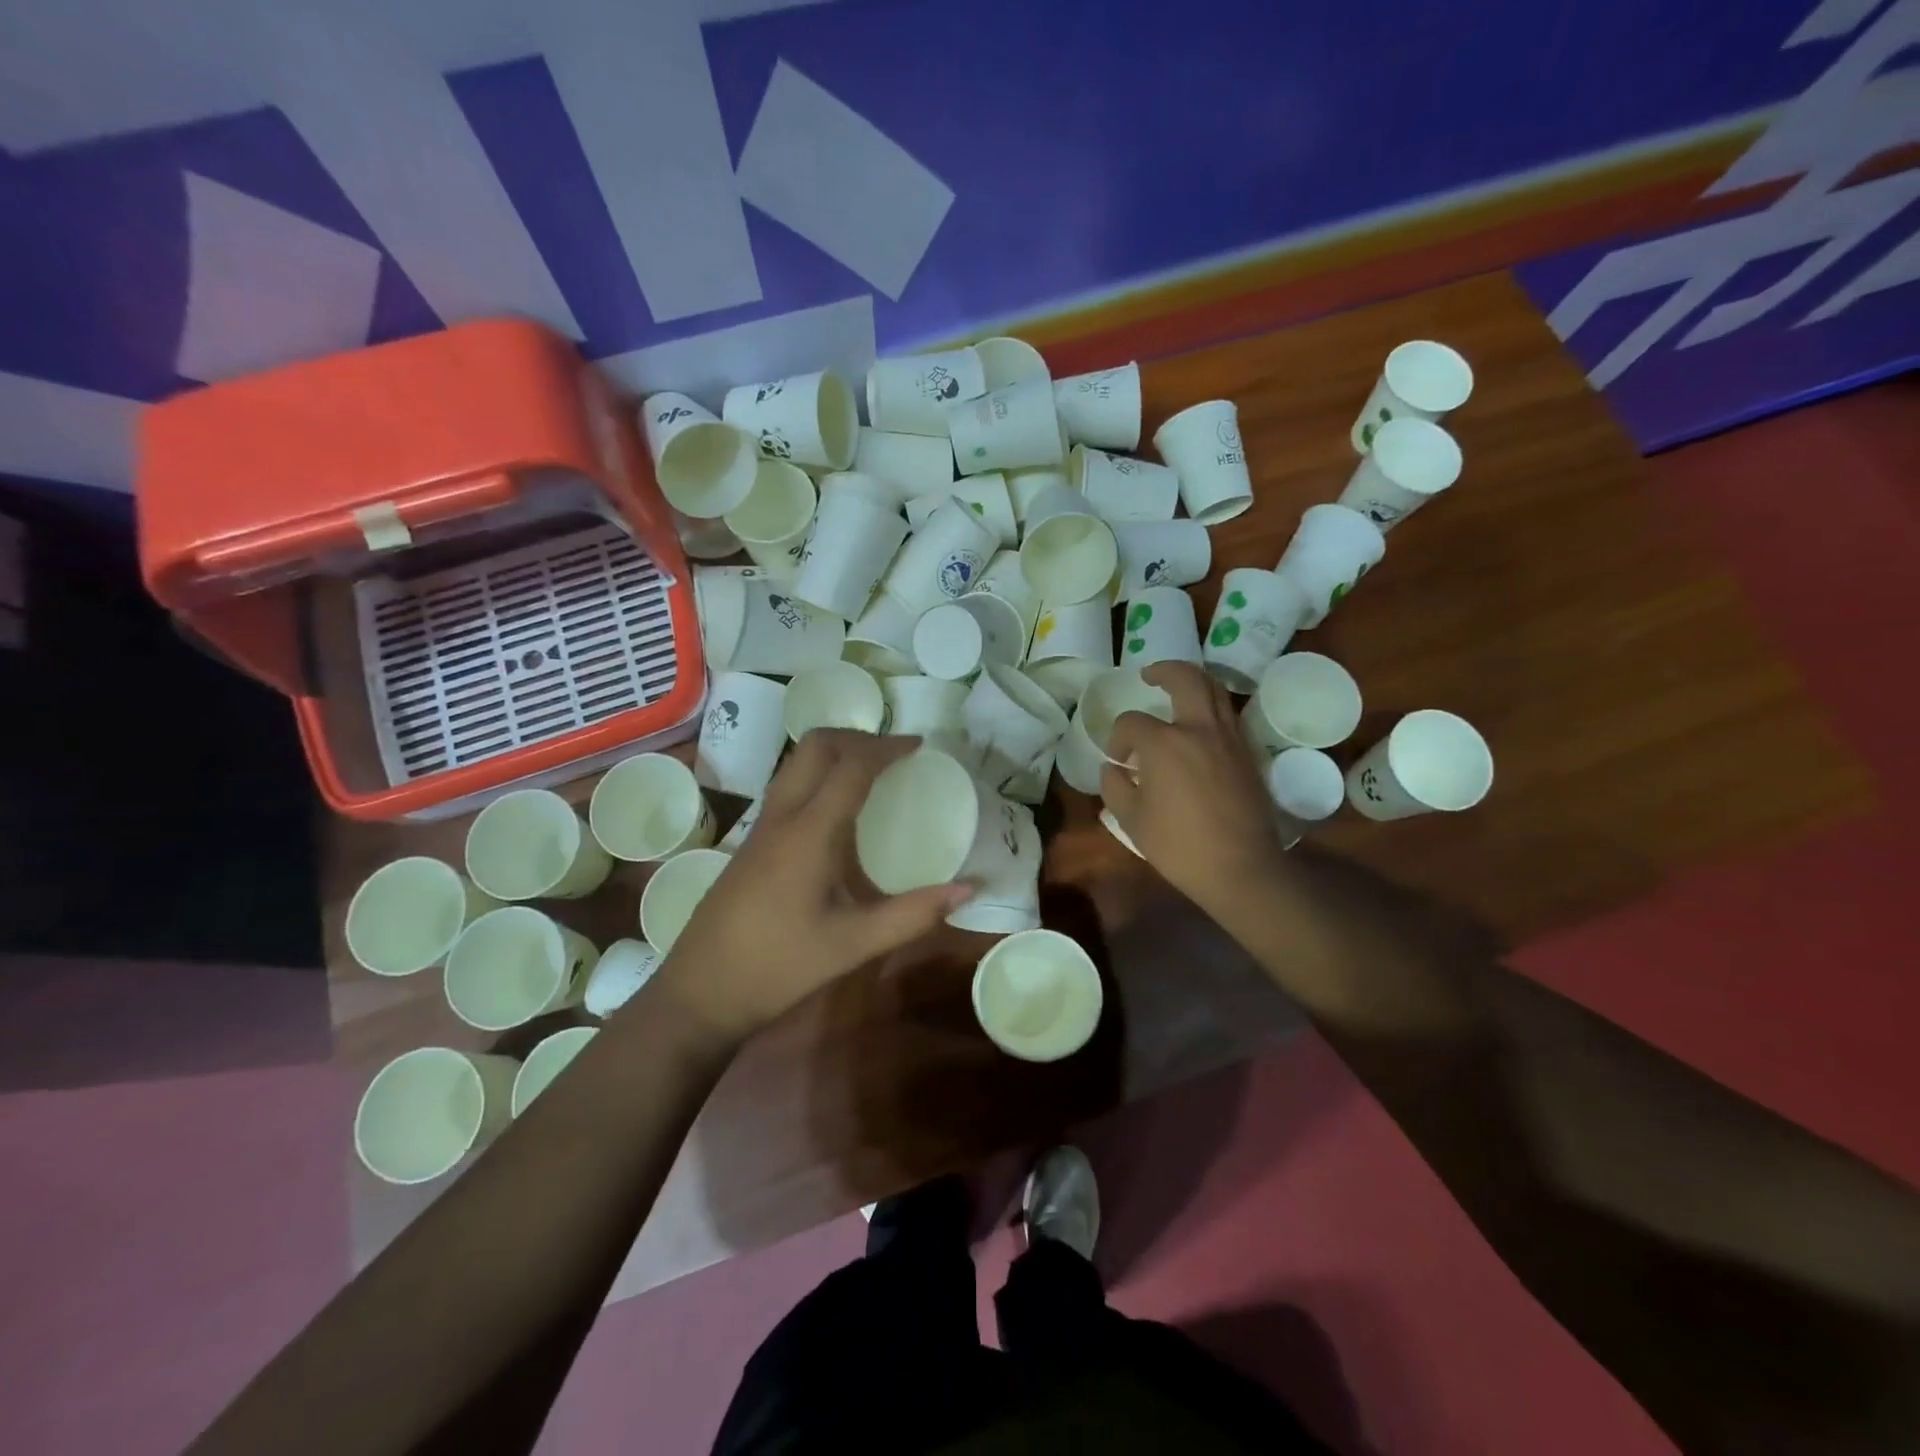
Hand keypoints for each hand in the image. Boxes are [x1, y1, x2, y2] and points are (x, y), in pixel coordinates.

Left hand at [656, 731, 972, 1039]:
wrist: (699, 992)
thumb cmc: (778, 967)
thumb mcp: (853, 945)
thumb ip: (912, 915)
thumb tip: (970, 889)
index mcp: (809, 833)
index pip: (851, 766)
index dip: (886, 748)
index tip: (919, 745)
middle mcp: (781, 817)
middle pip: (815, 746)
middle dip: (857, 737)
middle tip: (894, 752)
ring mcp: (760, 828)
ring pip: (796, 763)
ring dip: (834, 752)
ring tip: (871, 771)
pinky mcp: (751, 843)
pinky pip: (788, 786)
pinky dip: (818, 776)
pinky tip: (838, 813)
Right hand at [1101, 662, 1289, 918]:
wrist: (1240, 868)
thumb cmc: (1179, 845)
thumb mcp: (1131, 819)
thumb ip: (1114, 786)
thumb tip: (1113, 768)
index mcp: (1165, 743)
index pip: (1132, 723)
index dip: (1118, 738)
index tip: (1117, 760)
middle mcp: (1199, 729)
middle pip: (1185, 678)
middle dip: (1164, 671)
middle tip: (1149, 675)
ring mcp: (1229, 738)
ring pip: (1215, 690)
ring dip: (1193, 681)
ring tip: (1177, 688)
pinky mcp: (1248, 753)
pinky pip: (1228, 714)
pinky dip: (1211, 706)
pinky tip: (1199, 724)